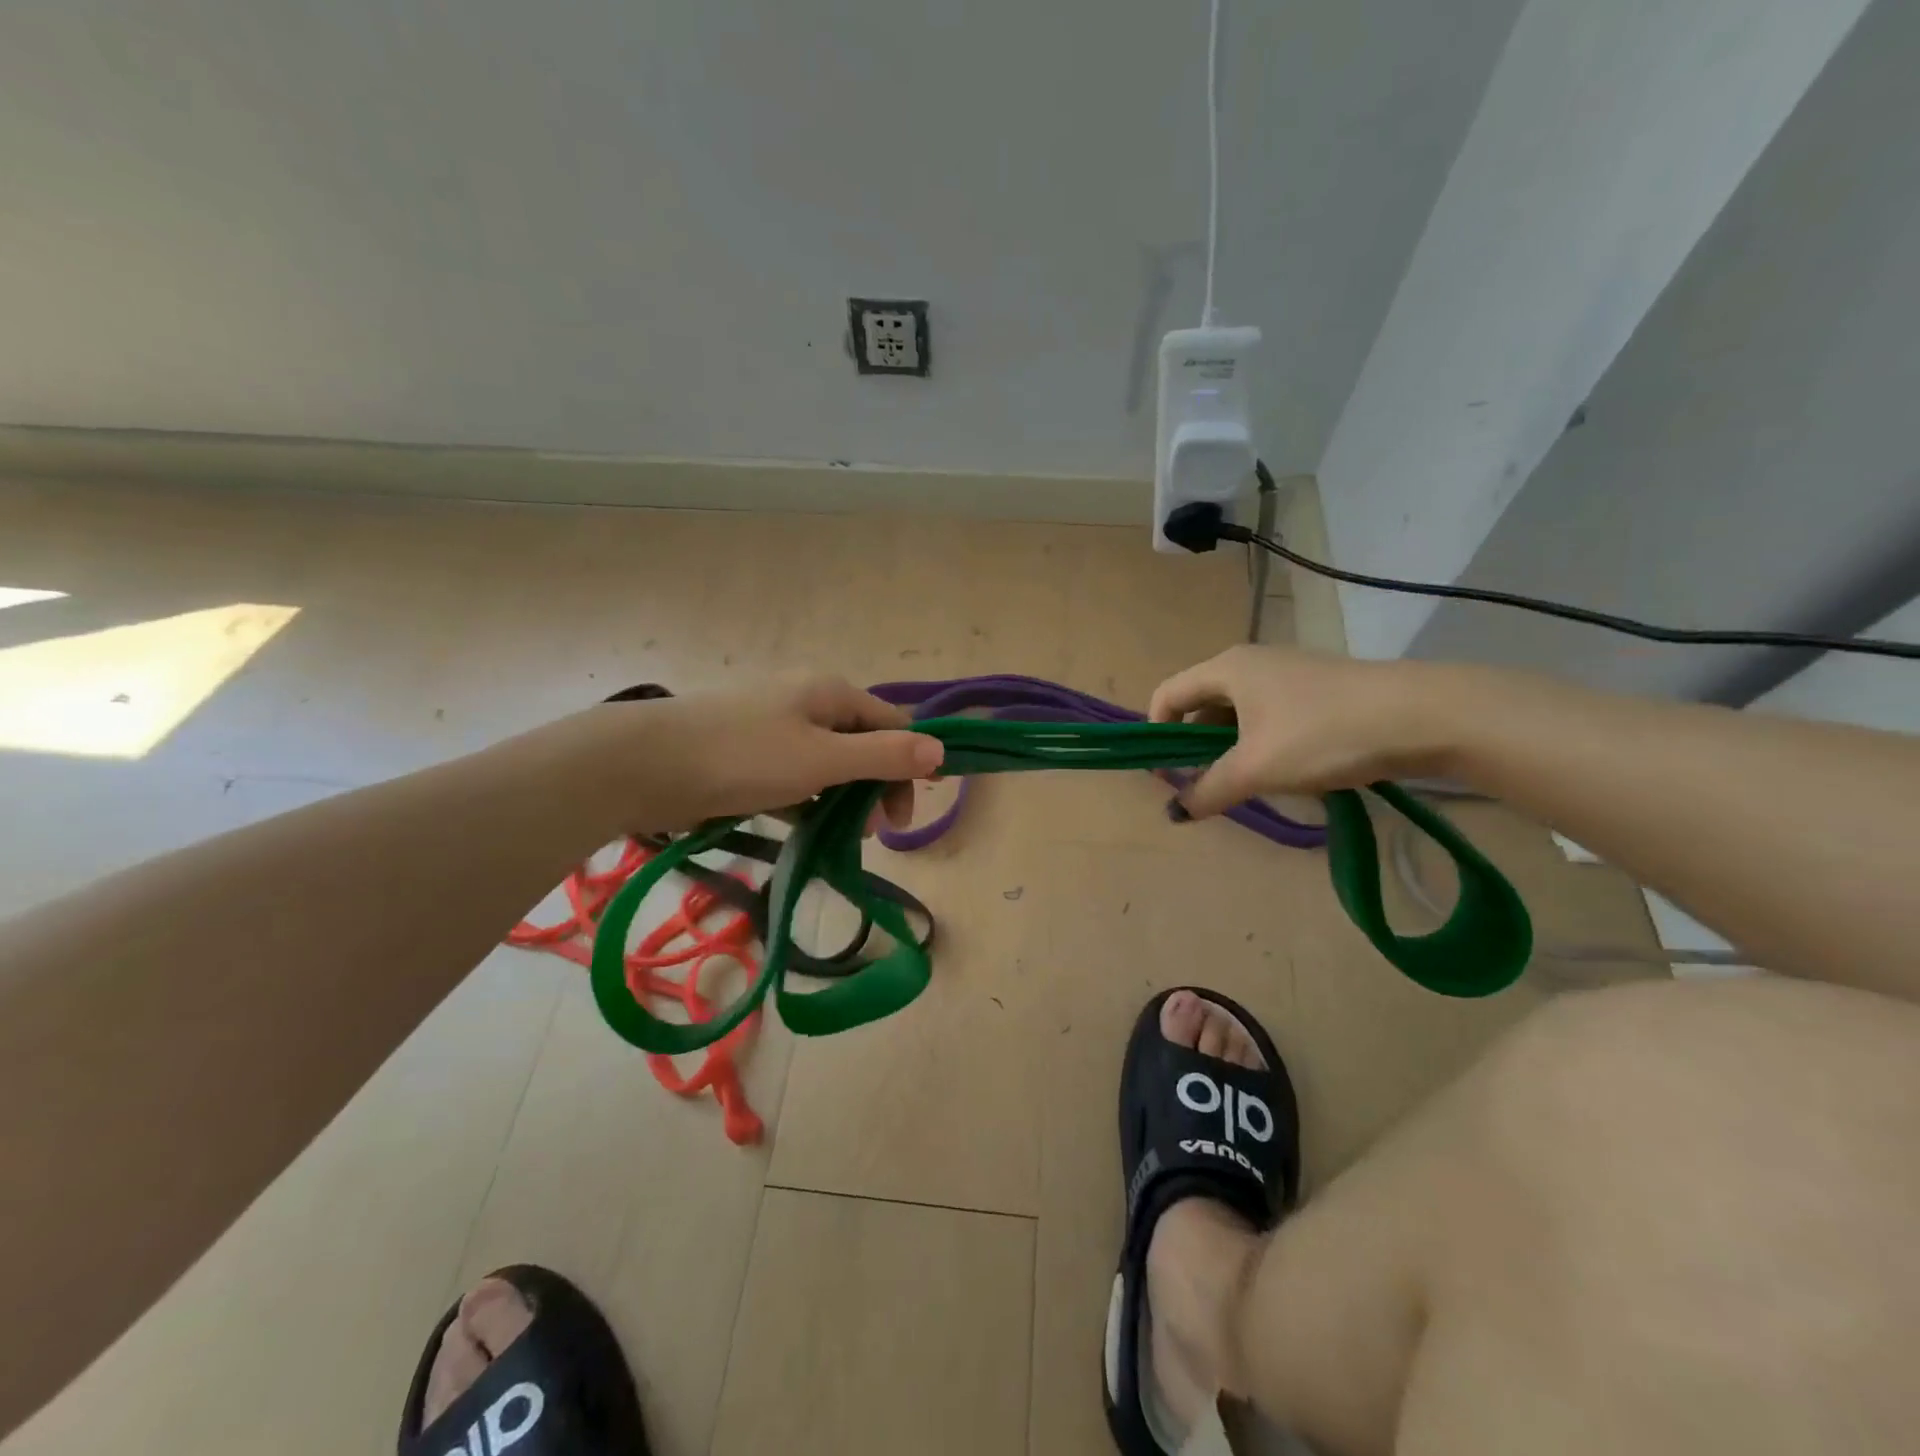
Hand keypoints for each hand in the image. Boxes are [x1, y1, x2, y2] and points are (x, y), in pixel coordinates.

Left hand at [569, 675, 944, 832]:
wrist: (645, 764)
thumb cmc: (743, 756)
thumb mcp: (823, 759)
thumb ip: (884, 756)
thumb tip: (941, 749)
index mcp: (831, 694)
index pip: (894, 725)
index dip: (912, 764)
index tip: (907, 815)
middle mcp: (807, 703)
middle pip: (863, 745)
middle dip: (875, 788)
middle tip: (872, 833)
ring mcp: (775, 729)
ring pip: (828, 765)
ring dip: (842, 800)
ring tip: (837, 837)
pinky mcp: (749, 756)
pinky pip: (794, 778)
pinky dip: (806, 802)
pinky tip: (802, 827)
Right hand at [1149, 645, 1458, 815]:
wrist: (1422, 716)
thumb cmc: (1322, 735)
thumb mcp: (1256, 769)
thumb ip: (1208, 790)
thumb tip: (1176, 812)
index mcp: (1226, 669)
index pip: (1167, 694)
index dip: (1157, 735)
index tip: (1167, 775)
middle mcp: (1251, 662)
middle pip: (1201, 704)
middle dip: (1196, 747)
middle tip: (1207, 785)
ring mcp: (1288, 672)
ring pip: (1238, 713)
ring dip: (1231, 749)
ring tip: (1249, 784)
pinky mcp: (1317, 688)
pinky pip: (1269, 715)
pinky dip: (1262, 743)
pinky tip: (1287, 771)